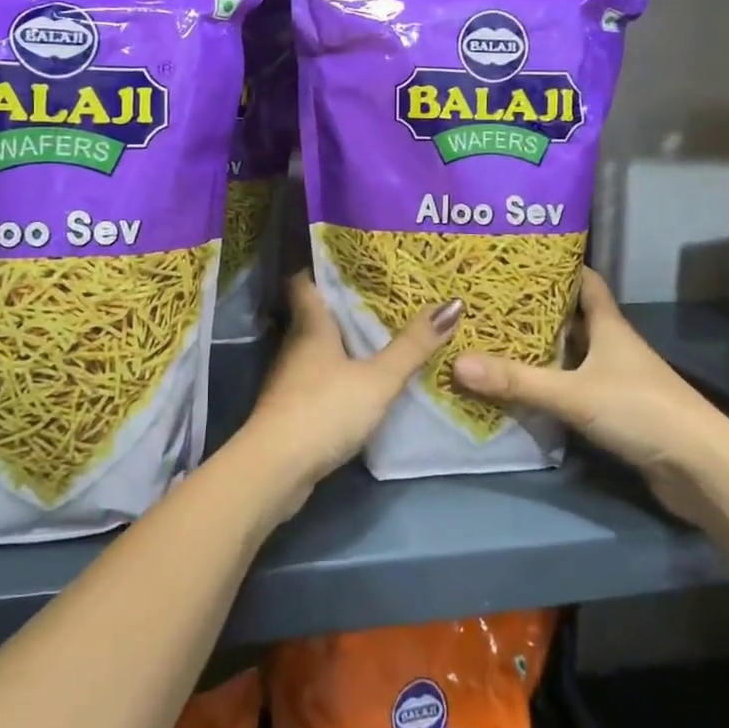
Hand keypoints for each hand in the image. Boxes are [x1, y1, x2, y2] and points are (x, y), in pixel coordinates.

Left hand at [240, 273, 461, 515]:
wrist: (276, 468)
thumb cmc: (324, 410)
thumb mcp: (377, 379)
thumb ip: (412, 346)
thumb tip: (453, 302)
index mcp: (311, 326)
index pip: (305, 282)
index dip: (321, 268)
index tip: (349, 258)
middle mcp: (295, 345)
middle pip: (314, 315)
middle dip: (342, 305)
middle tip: (380, 295)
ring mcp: (290, 378)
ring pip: (316, 348)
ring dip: (341, 341)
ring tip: (378, 334)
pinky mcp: (291, 408)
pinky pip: (318, 378)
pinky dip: (337, 373)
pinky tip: (360, 380)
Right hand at [452, 267, 728, 521]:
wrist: (703, 470)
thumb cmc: (643, 411)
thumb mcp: (574, 393)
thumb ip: (517, 381)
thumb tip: (456, 361)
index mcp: (609, 327)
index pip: (586, 281)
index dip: (558, 265)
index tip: (520, 257)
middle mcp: (613, 346)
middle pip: (572, 317)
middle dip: (535, 308)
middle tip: (490, 299)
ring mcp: (617, 379)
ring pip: (572, 353)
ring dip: (541, 347)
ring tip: (494, 337)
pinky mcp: (617, 411)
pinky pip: (573, 385)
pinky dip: (550, 382)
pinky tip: (521, 387)